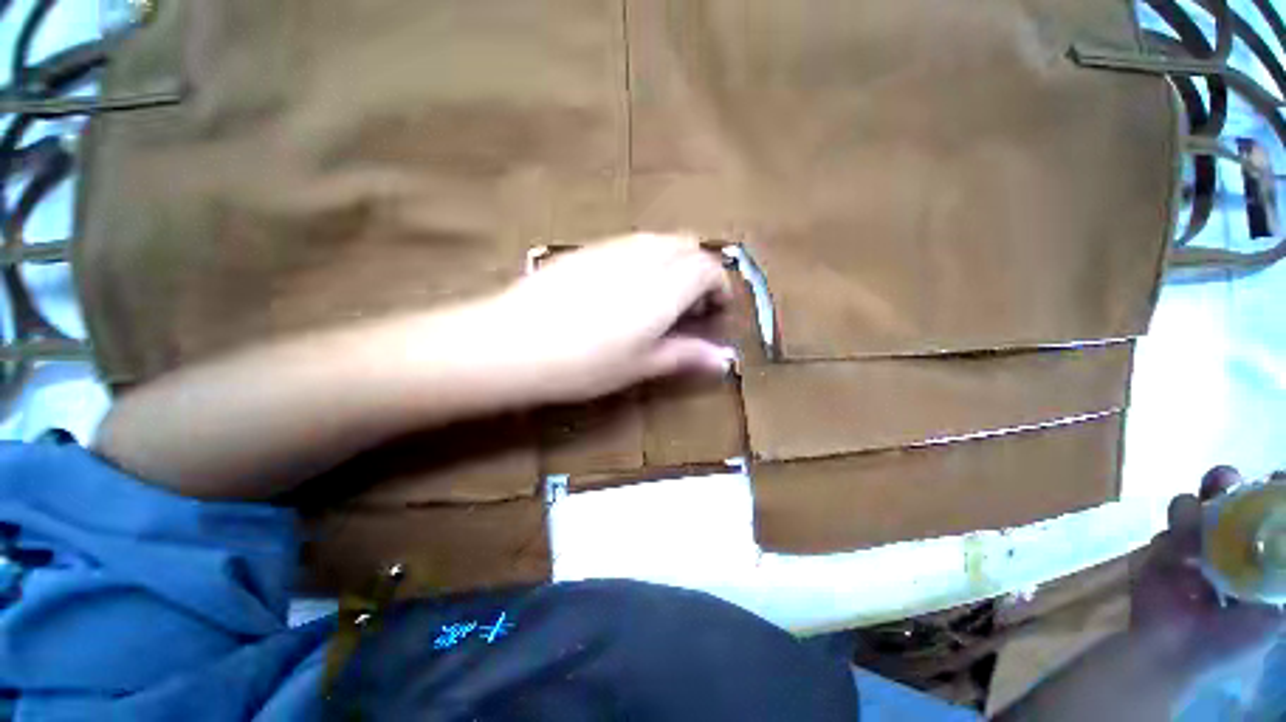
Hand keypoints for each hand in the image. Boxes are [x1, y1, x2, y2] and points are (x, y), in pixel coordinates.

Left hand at [477, 234, 733, 403]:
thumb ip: (685, 354)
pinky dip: (646, 258)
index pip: (708, 267)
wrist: (514, 342)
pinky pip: (632, 243)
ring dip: (674, 261)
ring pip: (659, 240)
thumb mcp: (640, 365)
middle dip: (699, 269)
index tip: (716, 310)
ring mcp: (613, 248)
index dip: (719, 286)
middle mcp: (644, 257)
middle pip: (687, 245)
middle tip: (692, 304)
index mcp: (664, 287)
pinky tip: (627, 287)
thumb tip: (724, 359)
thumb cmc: (585, 363)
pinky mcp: (587, 249)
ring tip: (662, 296)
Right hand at [1131, 468, 1284, 678]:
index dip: (1271, 494)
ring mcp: (1188, 549)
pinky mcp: (1159, 553)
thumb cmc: (1228, 641)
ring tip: (1192, 536)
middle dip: (1223, 483)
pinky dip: (1170, 544)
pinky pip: (1164, 535)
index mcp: (1254, 559)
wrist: (1170, 653)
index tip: (1276, 478)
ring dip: (1191, 514)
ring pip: (1188, 509)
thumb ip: (1281, 582)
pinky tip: (1176, 564)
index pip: (1265, 515)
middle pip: (1224, 500)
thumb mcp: (1271, 619)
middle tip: (1223, 480)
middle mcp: (1224, 546)